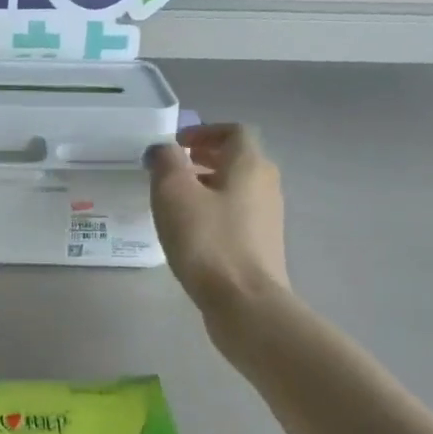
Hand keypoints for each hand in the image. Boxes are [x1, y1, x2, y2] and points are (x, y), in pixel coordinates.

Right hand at [147, 123, 289, 312]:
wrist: (244, 302)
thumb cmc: (207, 240)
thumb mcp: (174, 193)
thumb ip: (166, 162)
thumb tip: (164, 150)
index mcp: (249, 164)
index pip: (234, 131)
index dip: (205, 131)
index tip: (177, 144)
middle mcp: (266, 184)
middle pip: (237, 158)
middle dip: (204, 157)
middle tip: (173, 168)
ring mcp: (268, 216)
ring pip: (236, 187)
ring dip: (208, 184)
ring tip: (176, 200)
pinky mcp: (262, 244)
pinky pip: (237, 213)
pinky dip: (214, 209)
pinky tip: (191, 230)